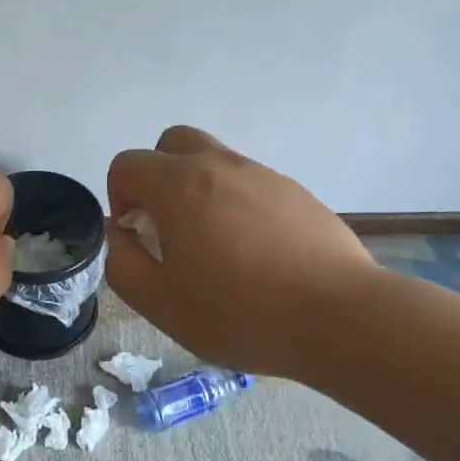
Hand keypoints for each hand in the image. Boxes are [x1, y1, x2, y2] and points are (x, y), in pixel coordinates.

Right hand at [105, 126, 375, 376]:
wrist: (340, 317)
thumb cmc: (239, 311)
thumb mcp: (160, 302)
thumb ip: (122, 264)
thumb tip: (121, 236)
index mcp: (178, 185)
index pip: (127, 164)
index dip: (119, 197)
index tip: (138, 237)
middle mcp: (219, 165)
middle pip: (171, 143)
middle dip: (157, 176)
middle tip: (167, 225)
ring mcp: (263, 175)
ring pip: (214, 161)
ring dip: (198, 190)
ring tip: (215, 247)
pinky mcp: (297, 193)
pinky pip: (251, 184)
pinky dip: (238, 205)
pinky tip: (256, 255)